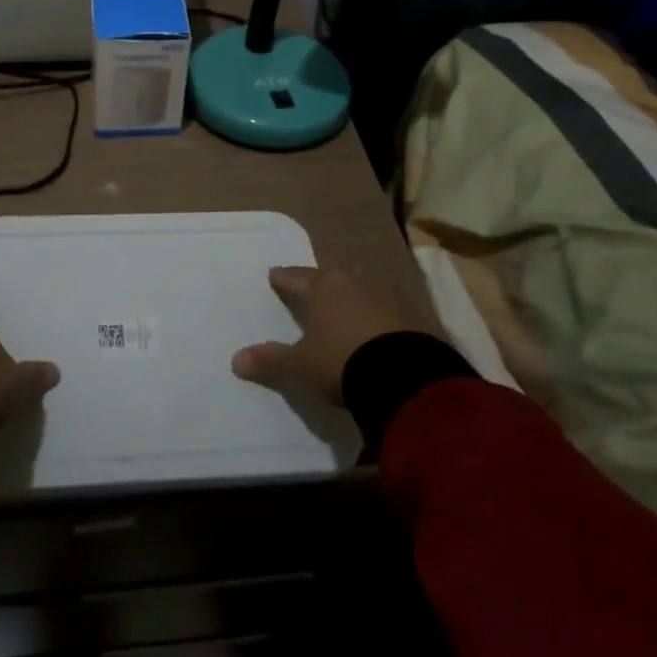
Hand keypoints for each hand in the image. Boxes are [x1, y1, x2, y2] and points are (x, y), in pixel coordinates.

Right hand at [232, 266, 426, 407]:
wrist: (410, 379)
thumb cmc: (343, 362)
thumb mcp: (301, 366)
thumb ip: (270, 361)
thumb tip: (236, 360)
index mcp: (325, 286)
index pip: (295, 277)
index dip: (282, 279)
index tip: (274, 277)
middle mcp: (358, 281)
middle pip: (333, 278)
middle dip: (322, 284)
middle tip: (313, 293)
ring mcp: (392, 295)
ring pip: (365, 290)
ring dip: (355, 299)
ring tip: (347, 312)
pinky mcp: (420, 315)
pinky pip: (392, 311)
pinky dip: (382, 318)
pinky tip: (380, 332)